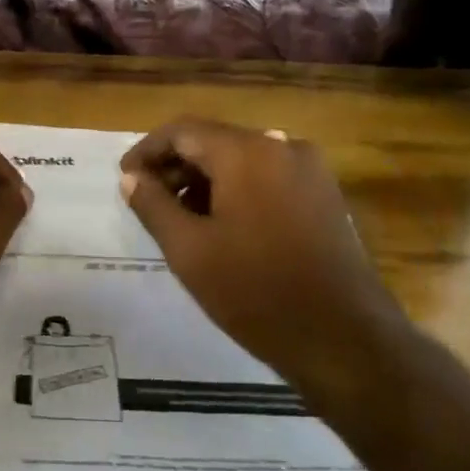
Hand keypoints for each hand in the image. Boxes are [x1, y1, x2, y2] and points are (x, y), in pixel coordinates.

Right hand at [118, 118, 407, 383]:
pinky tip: (223, 226)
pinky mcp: (325, 195)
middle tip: (148, 201)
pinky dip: (237, 189)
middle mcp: (282, 146)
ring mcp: (310, 170)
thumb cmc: (255, 292)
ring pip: (242, 159)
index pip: (182, 131)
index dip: (147, 151)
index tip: (125, 179)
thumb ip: (153, 205)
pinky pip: (268, 176)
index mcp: (247, 152)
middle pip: (214, 141)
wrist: (344, 339)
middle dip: (176, 166)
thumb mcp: (189, 250)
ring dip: (206, 179)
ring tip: (181, 218)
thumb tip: (130, 177)